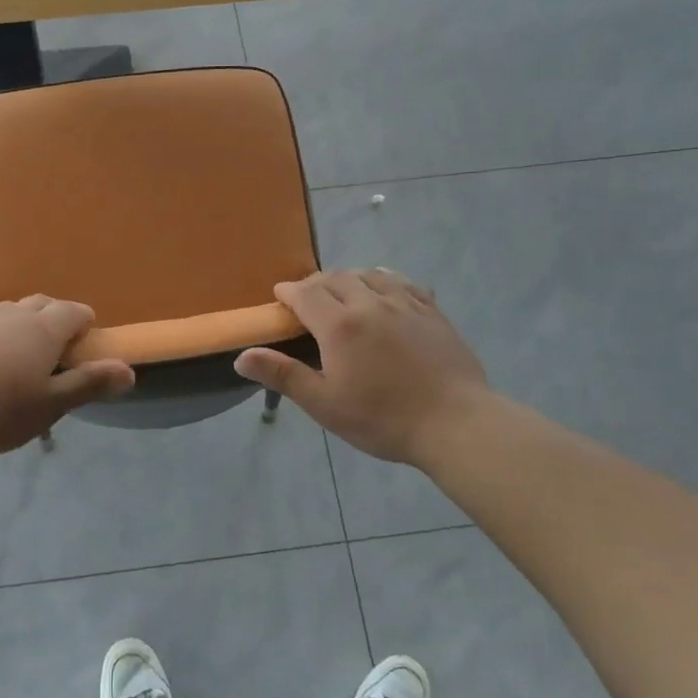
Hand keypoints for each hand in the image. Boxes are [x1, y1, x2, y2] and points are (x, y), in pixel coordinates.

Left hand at [0, 296, 133, 459]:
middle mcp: (11, 315)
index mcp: (42, 329)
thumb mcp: (50, 405)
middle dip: (55, 319)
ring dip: (22, 326)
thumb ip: (89, 384)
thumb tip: (129, 370)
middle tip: (57, 351)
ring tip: (20, 358)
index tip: (86, 343)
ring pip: (9, 312)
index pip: (73, 312)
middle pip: (42, 304)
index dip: (85, 323)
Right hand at [234, 269, 487, 467]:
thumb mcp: (325, 404)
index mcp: (339, 324)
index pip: (305, 293)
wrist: (455, 423)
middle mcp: (370, 303)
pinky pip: (403, 283)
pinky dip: (385, 280)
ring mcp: (405, 304)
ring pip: (370, 274)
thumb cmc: (382, 418)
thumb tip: (242, 356)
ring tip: (343, 292)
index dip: (288, 292)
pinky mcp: (432, 312)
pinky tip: (385, 291)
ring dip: (349, 278)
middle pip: (336, 278)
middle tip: (308, 299)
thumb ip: (283, 375)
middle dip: (316, 284)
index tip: (279, 297)